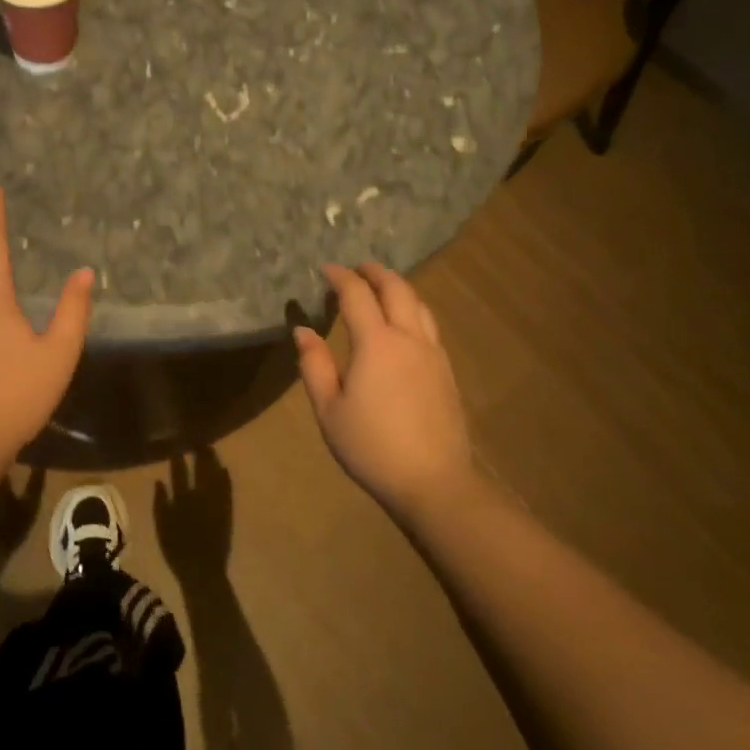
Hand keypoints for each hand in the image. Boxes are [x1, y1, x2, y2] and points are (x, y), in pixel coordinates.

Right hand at [153, 447, 232, 576]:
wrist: (203, 570)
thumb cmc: (177, 550)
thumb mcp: (161, 527)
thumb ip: (160, 502)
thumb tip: (159, 480)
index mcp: (182, 499)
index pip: (179, 471)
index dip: (179, 457)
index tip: (178, 444)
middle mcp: (200, 496)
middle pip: (201, 469)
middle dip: (200, 453)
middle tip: (198, 440)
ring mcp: (216, 503)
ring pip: (216, 475)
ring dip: (213, 461)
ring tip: (211, 449)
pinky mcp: (227, 511)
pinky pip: (227, 489)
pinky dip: (226, 478)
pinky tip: (224, 469)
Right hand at [293, 262, 475, 524]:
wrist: (434, 482)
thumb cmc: (372, 446)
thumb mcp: (329, 410)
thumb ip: (314, 365)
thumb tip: (303, 330)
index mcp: (376, 343)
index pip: (357, 294)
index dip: (339, 277)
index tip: (324, 269)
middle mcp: (408, 338)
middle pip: (396, 289)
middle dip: (374, 272)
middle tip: (357, 267)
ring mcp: (433, 353)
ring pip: (418, 304)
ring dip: (398, 287)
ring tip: (381, 288)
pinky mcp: (446, 371)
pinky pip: (429, 325)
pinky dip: (412, 309)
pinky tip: (403, 324)